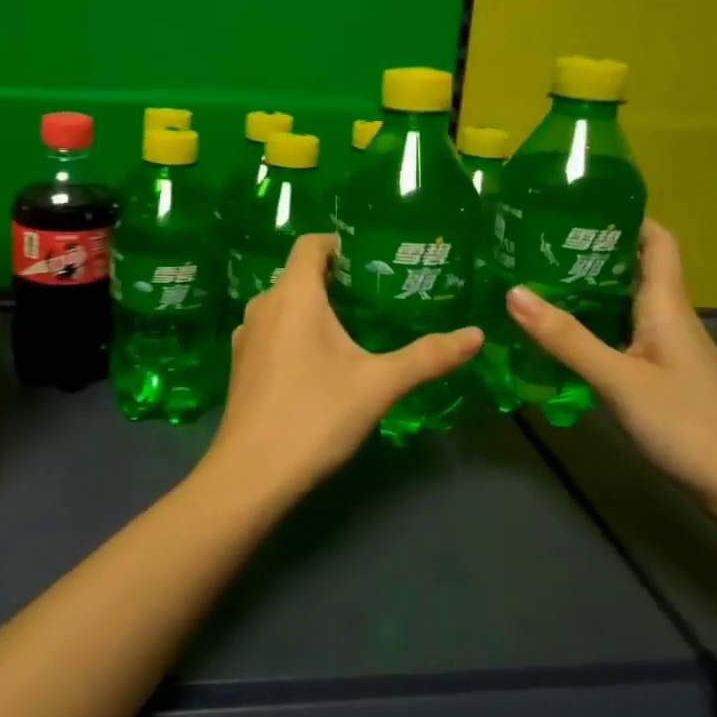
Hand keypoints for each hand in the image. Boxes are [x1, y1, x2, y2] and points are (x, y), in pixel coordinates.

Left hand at [206, 234, 481, 501]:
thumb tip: (476, 335)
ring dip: (316, 308)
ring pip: (286, 304)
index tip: (375, 260)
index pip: (312, 243)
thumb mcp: (379, 384)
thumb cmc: (315, 415)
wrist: (251, 473)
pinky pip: (273, 330)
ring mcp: (246, 334)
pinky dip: (297, 332)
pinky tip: (320, 362)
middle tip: (379, 297)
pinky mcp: (241, 362)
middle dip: (337, 279)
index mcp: (293, 294)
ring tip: (356, 328)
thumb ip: (428, 356)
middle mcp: (264, 304)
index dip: (341, 244)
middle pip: (300, 274)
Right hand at [505, 220, 716, 523]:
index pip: (656, 240)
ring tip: (535, 285)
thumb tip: (512, 291)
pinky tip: (562, 340)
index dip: (624, 216)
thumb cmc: (692, 425)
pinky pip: (623, 336)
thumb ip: (567, 339)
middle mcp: (670, 319)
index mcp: (667, 305)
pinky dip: (593, 328)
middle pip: (633, 270)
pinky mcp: (665, 379)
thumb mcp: (620, 380)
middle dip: (588, 253)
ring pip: (625, 305)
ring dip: (587, 292)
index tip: (574, 205)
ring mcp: (669, 351)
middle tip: (533, 246)